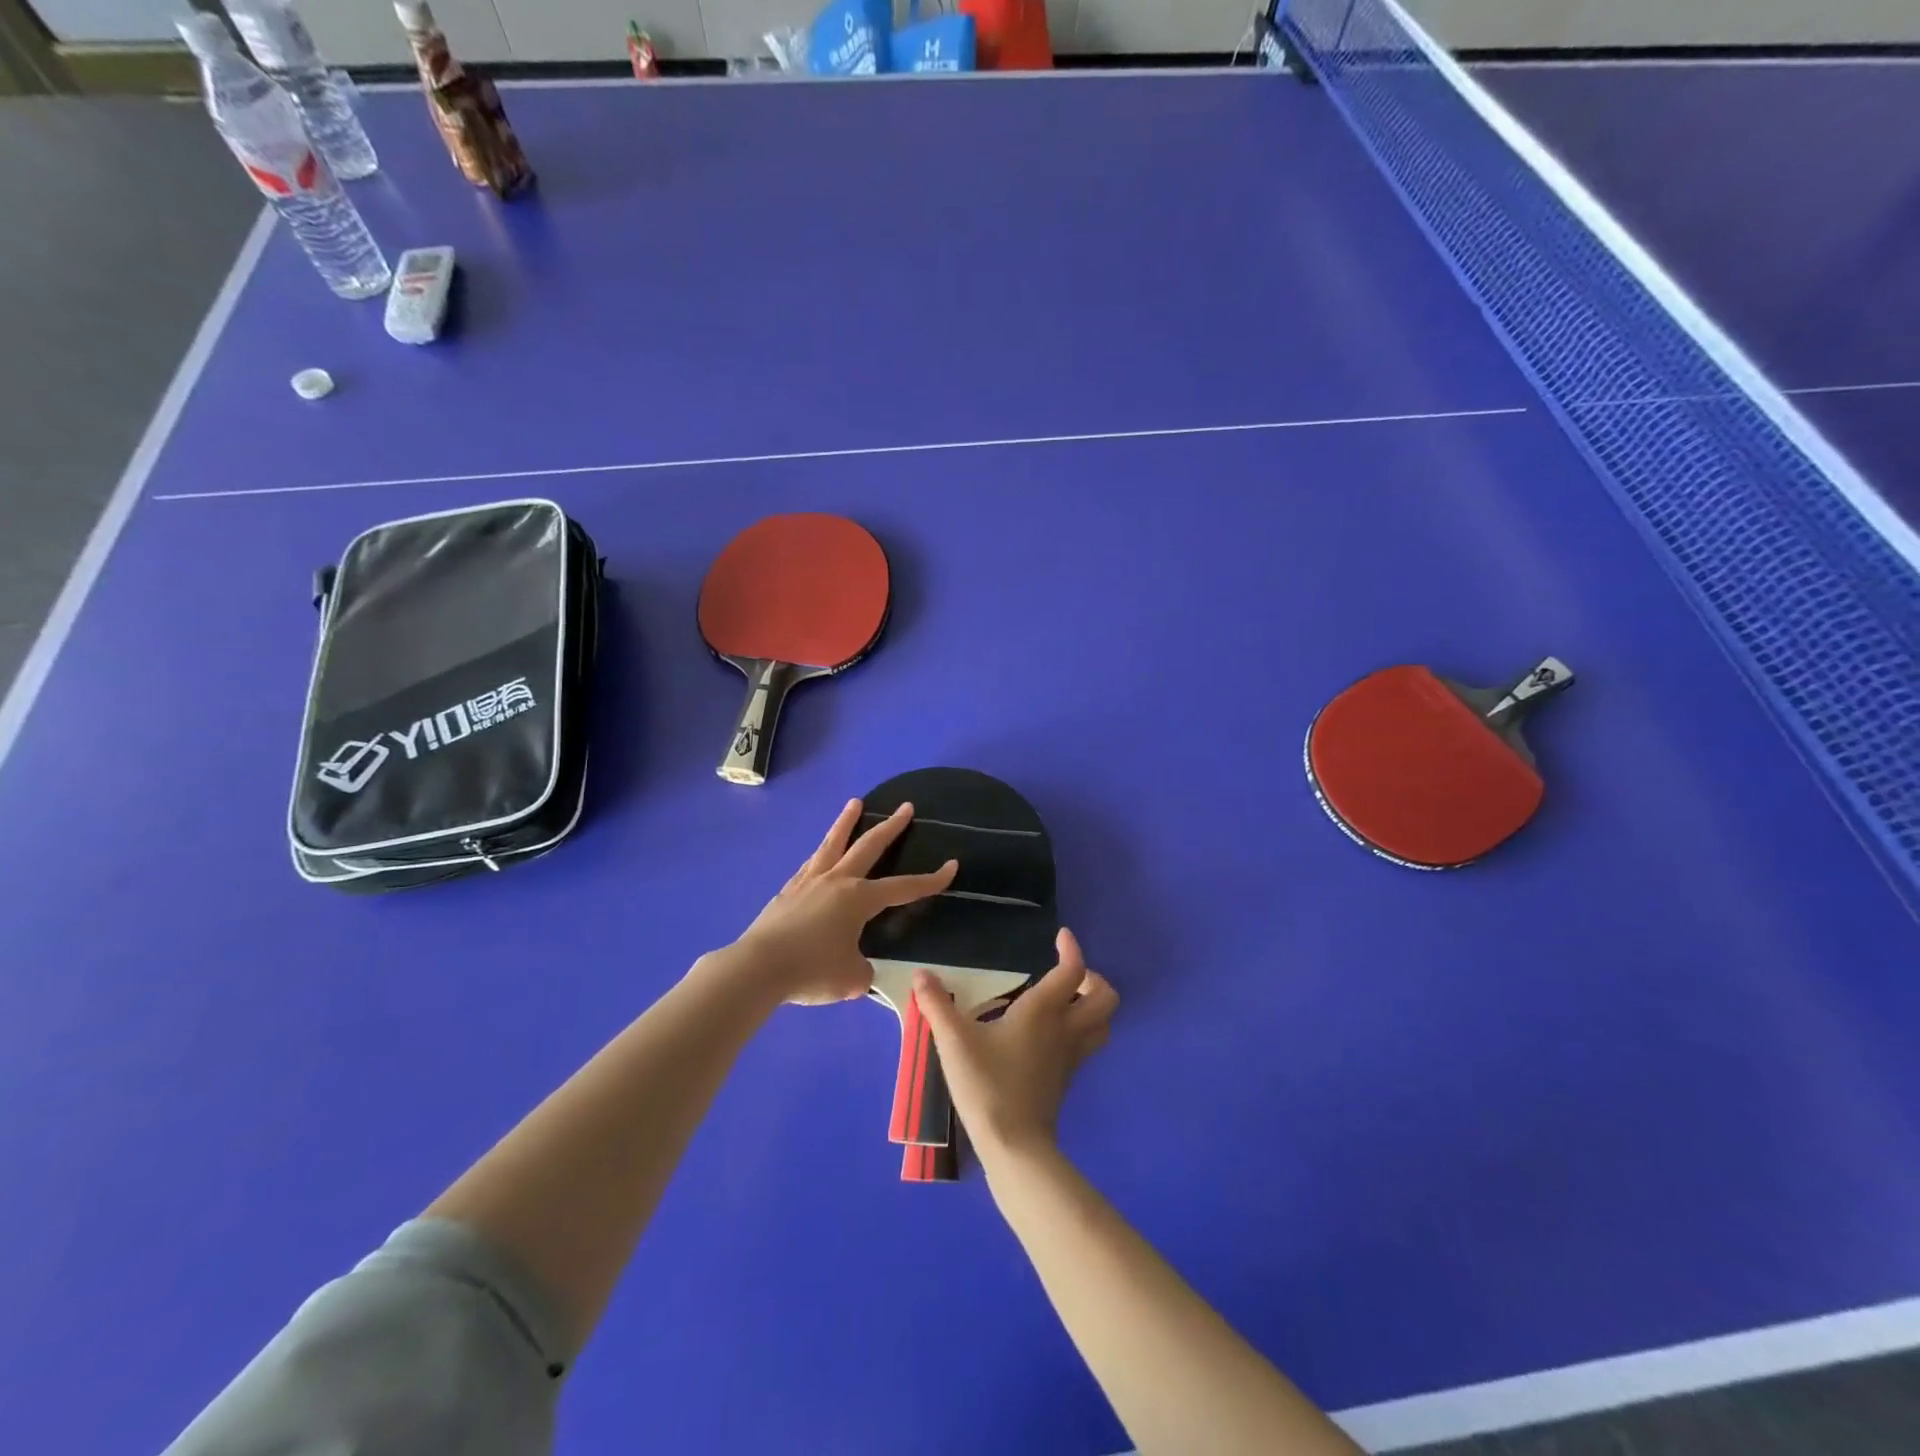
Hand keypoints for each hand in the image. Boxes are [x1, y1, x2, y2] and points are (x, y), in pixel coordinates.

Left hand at [729, 799, 956, 1005]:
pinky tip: (820, 854)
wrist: (758, 968)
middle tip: (906, 807)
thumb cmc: (812, 970)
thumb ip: (863, 971)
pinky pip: (811, 863)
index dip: (930, 880)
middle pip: (869, 846)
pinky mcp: (788, 891)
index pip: (904, 887)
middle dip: (891, 827)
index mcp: (860, 899)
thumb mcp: (852, 979)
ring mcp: (809, 882)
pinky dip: (822, 853)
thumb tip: (858, 967)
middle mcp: (837, 881)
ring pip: (833, 843)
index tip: (951, 866)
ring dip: (847, 822)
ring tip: (854, 803)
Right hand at [913, 929, 1116, 1159]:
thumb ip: (936, 1005)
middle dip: (1094, 979)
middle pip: (1105, 997)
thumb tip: (920, 975)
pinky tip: (1053, 1032)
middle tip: (1068, 975)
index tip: (1060, 937)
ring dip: (1094, 1005)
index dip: (1071, 949)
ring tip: (1067, 1000)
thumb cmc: (987, 1084)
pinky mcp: (1068, 1077)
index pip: (1073, 970)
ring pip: (1104, 1023)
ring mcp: (1071, 1055)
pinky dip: (1083, 1028)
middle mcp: (1066, 1028)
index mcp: (1044, 1011)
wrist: (1014, 1145)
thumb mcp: (954, 1041)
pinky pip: (1089, 1043)